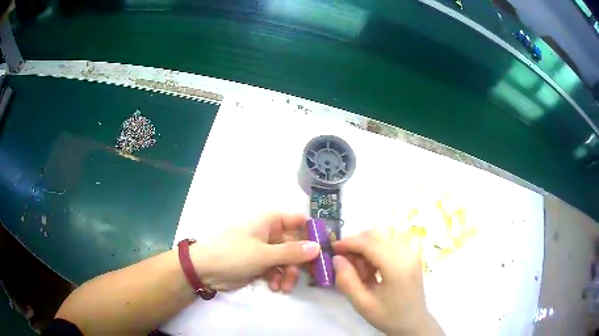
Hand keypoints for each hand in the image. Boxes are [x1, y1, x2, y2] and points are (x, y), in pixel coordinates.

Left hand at [190, 213, 319, 291]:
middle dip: (301, 262)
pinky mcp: (260, 265)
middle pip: (296, 244)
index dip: (313, 233)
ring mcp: (265, 250)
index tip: (326, 248)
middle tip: (312, 276)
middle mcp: (270, 234)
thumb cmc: (233, 253)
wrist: (205, 270)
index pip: (299, 221)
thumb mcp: (264, 253)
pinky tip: (274, 287)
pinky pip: (276, 270)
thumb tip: (317, 248)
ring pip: (287, 261)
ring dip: (288, 274)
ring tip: (283, 287)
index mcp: (270, 222)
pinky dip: (278, 279)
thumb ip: (292, 252)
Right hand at [333, 228, 443, 335]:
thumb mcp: (363, 304)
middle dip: (356, 244)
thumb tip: (336, 259)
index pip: (369, 243)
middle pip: (376, 236)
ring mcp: (412, 253)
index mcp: (397, 267)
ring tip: (359, 269)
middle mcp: (407, 254)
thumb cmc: (389, 316)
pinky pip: (390, 243)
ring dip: (366, 247)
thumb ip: (347, 281)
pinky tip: (372, 268)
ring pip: (383, 237)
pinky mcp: (412, 256)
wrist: (414, 323)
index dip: (348, 243)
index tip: (332, 249)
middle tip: (344, 262)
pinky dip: (376, 250)